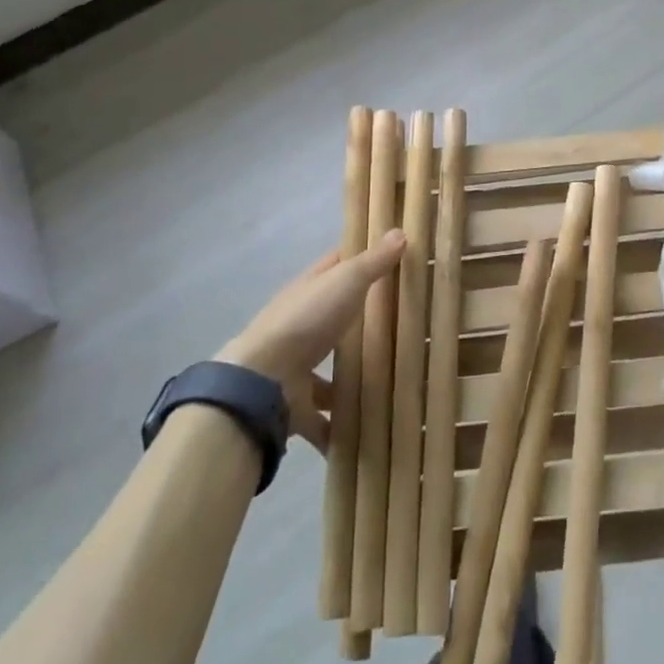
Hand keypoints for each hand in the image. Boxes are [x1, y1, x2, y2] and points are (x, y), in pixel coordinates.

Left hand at [217, 231, 405, 449]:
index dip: (359, 258)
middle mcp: (300, 325)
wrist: (262, 382)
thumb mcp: (346, 280)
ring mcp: (296, 367)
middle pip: (333, 319)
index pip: (335, 265)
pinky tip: (364, 433)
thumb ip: (373, 261)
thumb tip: (401, 230)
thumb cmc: (307, 320)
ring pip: (327, 372)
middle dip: (359, 323)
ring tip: (388, 387)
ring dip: (348, 381)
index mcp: (310, 289)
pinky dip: (338, 428)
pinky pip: (322, 419)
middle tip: (401, 327)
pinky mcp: (296, 407)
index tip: (389, 259)